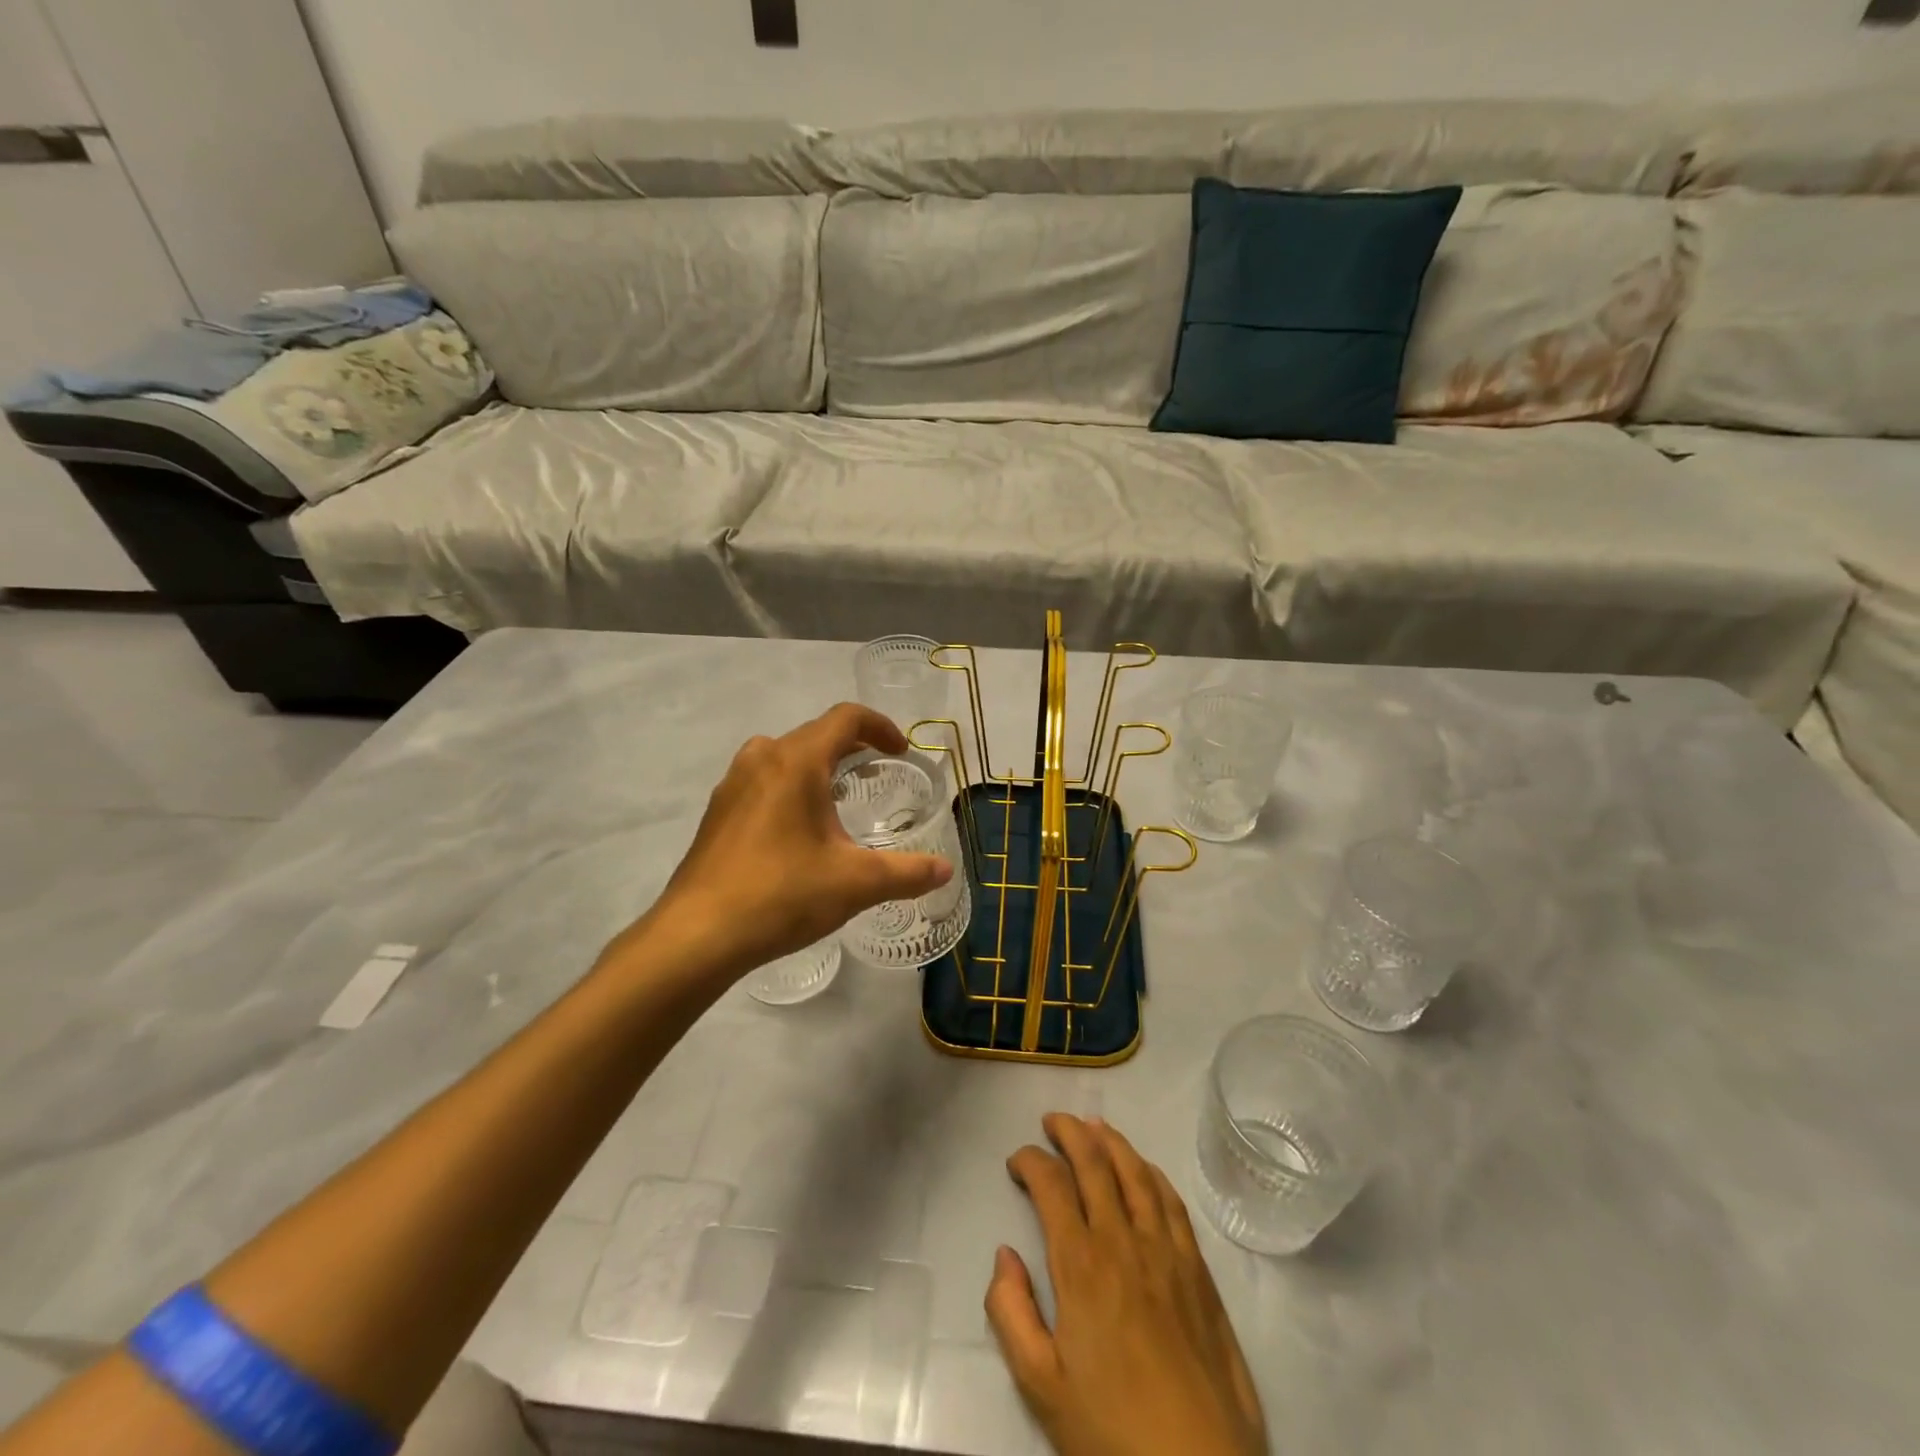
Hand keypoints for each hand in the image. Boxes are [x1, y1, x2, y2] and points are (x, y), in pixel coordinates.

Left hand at [633, 702, 953, 979]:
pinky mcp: (718, 812)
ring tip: (841, 799)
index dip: (880, 727)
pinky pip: (763, 781)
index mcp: (796, 761)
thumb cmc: (782, 895)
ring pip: (785, 756)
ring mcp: (732, 784)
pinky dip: (791, 787)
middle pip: (815, 734)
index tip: (901, 752)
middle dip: (851, 747)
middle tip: (877, 773)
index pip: (845, 718)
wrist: (697, 935)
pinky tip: (799, 830)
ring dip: (818, 766)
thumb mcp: (856, 884)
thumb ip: (906, 873)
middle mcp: (761, 759)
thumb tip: (944, 870)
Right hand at [988, 1114, 1266, 1455]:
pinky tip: (1142, 1168)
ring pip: (1135, 1172)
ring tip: (1093, 1124)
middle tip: (1052, 1120)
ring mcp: (1165, 1250)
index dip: (1031, 1161)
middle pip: (1095, 1163)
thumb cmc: (1111, 1432)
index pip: (1052, 1185)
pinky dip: (1151, 1172)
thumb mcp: (1041, 1386)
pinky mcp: (1197, 1269)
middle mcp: (1122, 1241)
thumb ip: (1011, 1313)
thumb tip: (1004, 1254)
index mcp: (1081, 1265)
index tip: (1017, 1161)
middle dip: (1069, 1132)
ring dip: (1111, 1141)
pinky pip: (1171, 1202)